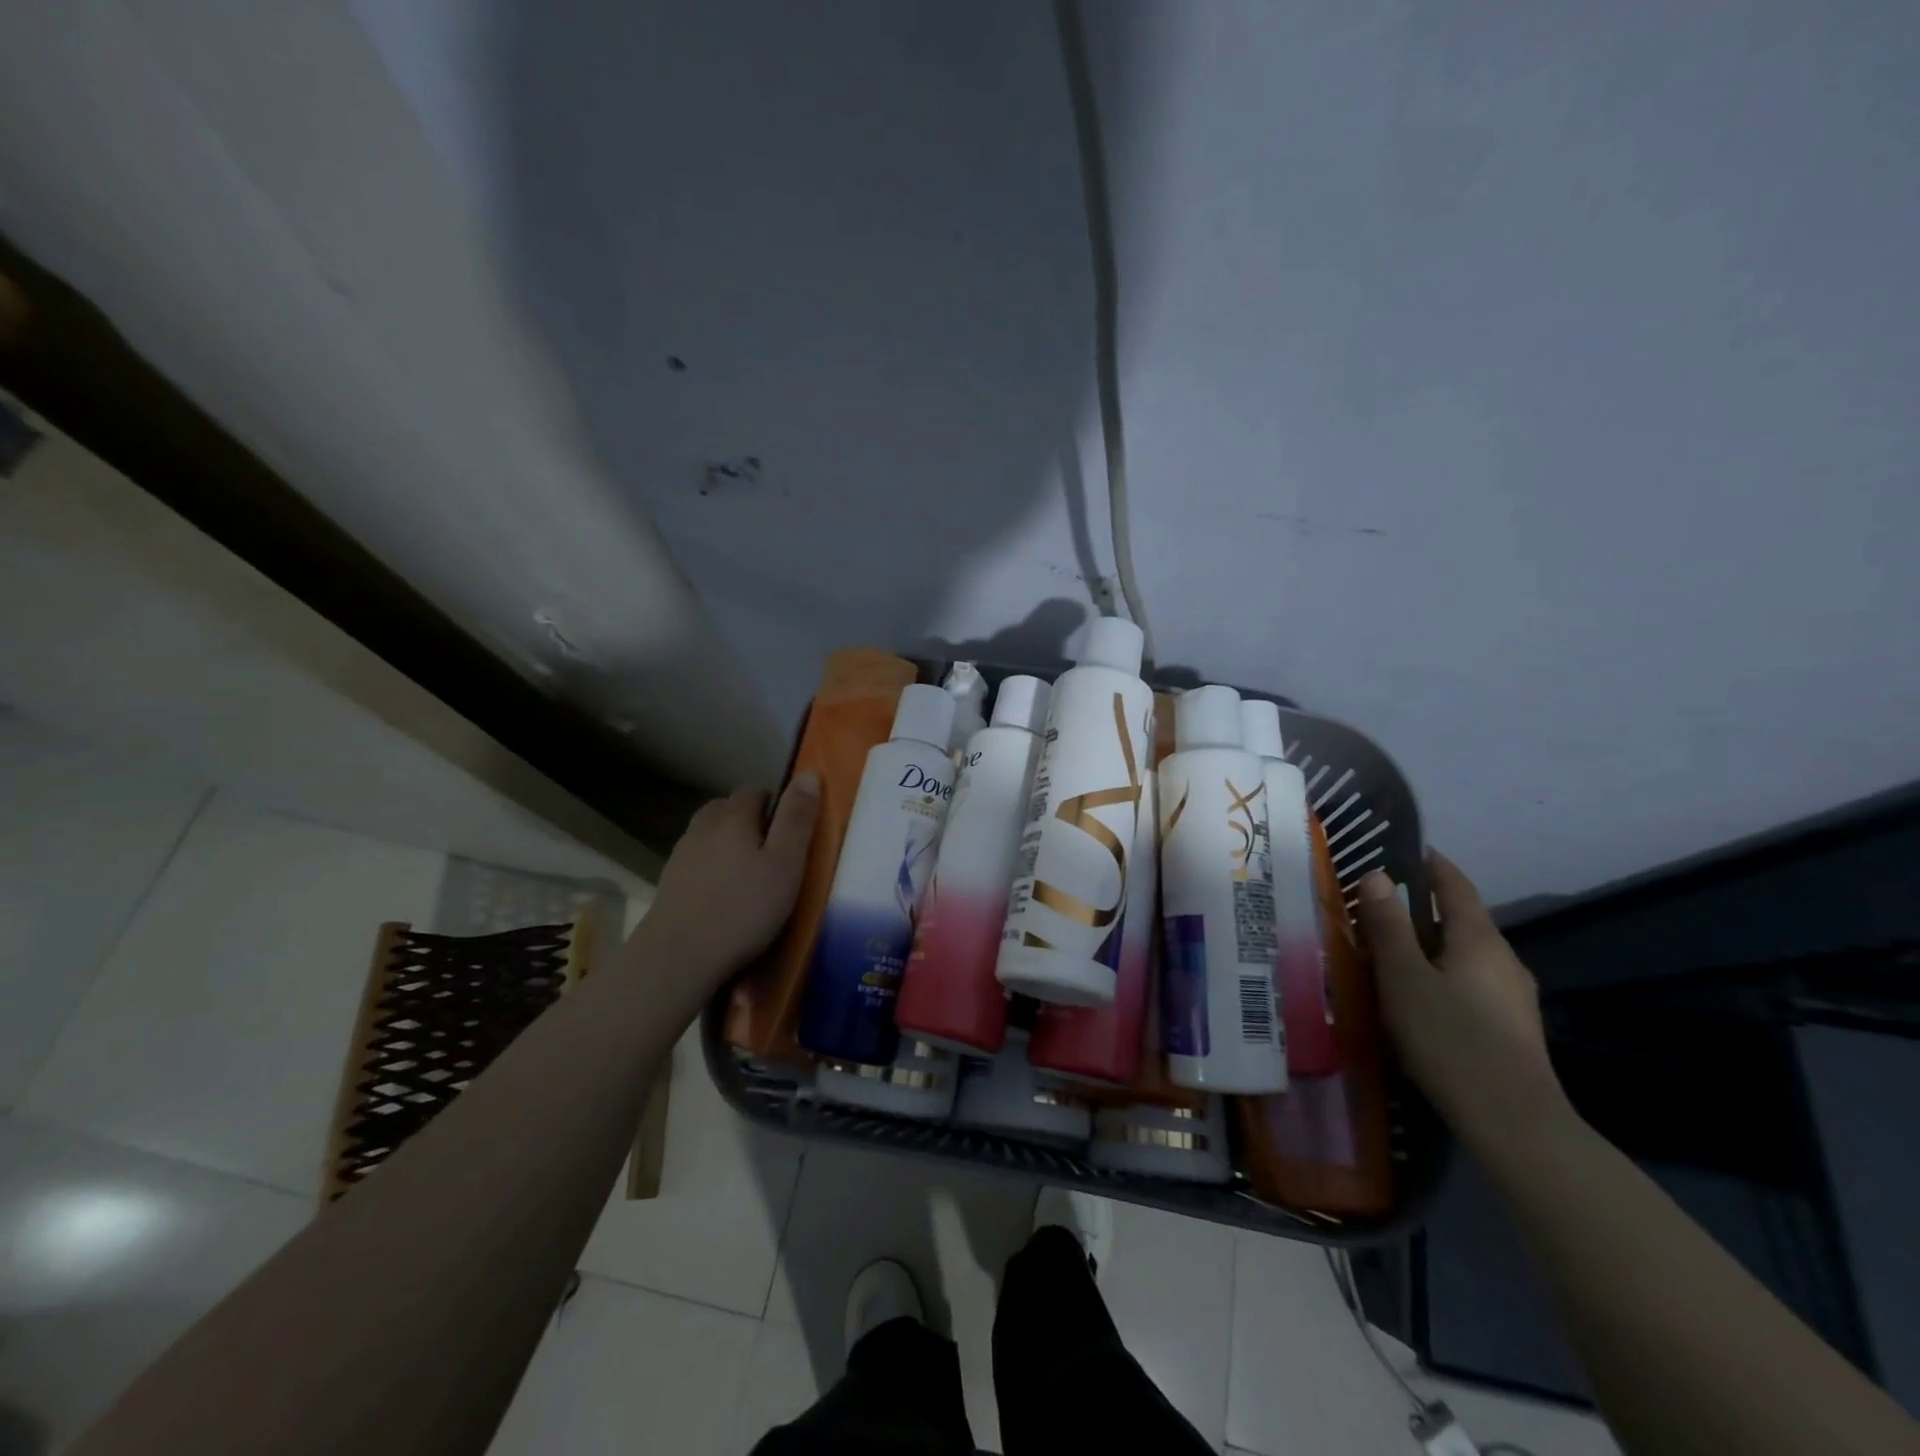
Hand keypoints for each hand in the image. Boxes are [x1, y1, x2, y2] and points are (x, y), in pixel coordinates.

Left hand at [637, 772, 819, 981]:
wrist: (677, 958)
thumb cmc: (743, 909)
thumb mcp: (785, 864)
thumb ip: (797, 819)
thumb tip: (809, 774)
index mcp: (733, 817)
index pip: (753, 791)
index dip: (774, 801)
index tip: (790, 827)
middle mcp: (702, 828)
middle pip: (725, 808)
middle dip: (747, 818)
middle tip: (771, 848)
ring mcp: (680, 857)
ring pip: (707, 835)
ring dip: (726, 842)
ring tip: (747, 871)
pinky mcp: (668, 886)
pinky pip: (695, 862)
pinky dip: (710, 868)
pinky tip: (722, 894)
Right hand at [1354, 851, 1567, 1152]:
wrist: (1514, 1124)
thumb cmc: (1450, 1039)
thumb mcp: (1403, 978)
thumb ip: (1388, 926)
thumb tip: (1377, 876)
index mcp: (1479, 938)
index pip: (1454, 884)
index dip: (1430, 864)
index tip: (1403, 850)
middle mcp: (1503, 959)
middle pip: (1461, 919)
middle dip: (1422, 907)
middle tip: (1377, 905)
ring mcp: (1512, 996)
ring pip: (1465, 954)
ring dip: (1431, 944)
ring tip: (1390, 950)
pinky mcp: (1511, 1028)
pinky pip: (1470, 982)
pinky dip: (1442, 973)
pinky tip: (1420, 996)